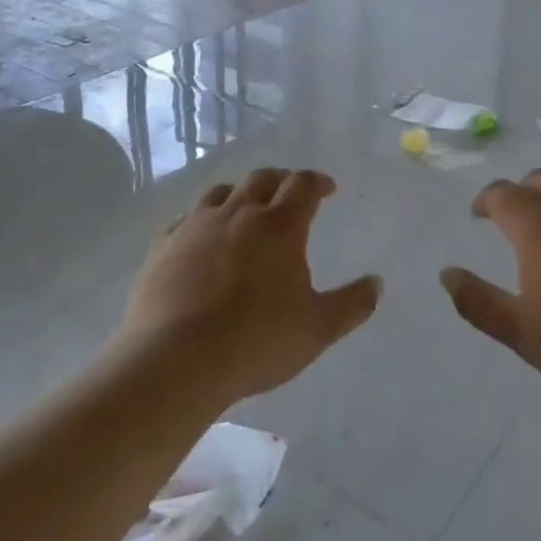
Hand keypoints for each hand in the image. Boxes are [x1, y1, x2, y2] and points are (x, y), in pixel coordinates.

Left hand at [122, 168, 381, 402]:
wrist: (175, 362)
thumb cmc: (256, 342)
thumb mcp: (317, 329)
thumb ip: (352, 304)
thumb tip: (377, 283)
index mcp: (280, 225)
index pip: (303, 185)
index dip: (318, 182)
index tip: (327, 189)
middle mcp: (238, 213)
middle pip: (262, 179)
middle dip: (281, 181)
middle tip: (289, 194)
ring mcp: (196, 226)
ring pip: (222, 192)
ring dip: (240, 193)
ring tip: (246, 209)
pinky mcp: (163, 246)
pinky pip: (186, 219)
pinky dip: (203, 219)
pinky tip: (202, 237)